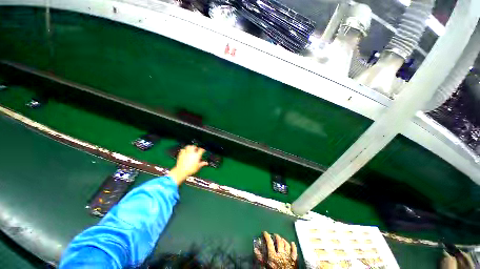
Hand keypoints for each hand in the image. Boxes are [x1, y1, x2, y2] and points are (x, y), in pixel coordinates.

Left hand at [169, 145, 208, 185]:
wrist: (181, 171)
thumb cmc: (190, 169)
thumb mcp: (198, 167)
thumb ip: (202, 164)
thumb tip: (206, 163)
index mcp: (197, 155)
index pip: (201, 150)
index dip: (203, 150)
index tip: (203, 150)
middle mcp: (192, 153)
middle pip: (194, 146)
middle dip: (195, 147)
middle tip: (196, 149)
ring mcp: (186, 153)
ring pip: (188, 147)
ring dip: (190, 147)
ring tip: (190, 148)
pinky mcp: (181, 154)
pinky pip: (182, 150)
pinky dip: (184, 150)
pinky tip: (184, 151)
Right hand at [254, 231, 297, 268]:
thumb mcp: (265, 266)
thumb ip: (260, 258)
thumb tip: (256, 249)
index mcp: (273, 255)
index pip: (269, 242)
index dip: (266, 236)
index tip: (265, 233)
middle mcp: (281, 254)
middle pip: (279, 241)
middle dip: (276, 236)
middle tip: (274, 235)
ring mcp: (288, 256)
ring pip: (286, 244)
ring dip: (283, 240)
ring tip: (281, 238)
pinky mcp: (294, 260)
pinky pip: (294, 251)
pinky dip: (293, 246)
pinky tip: (292, 243)